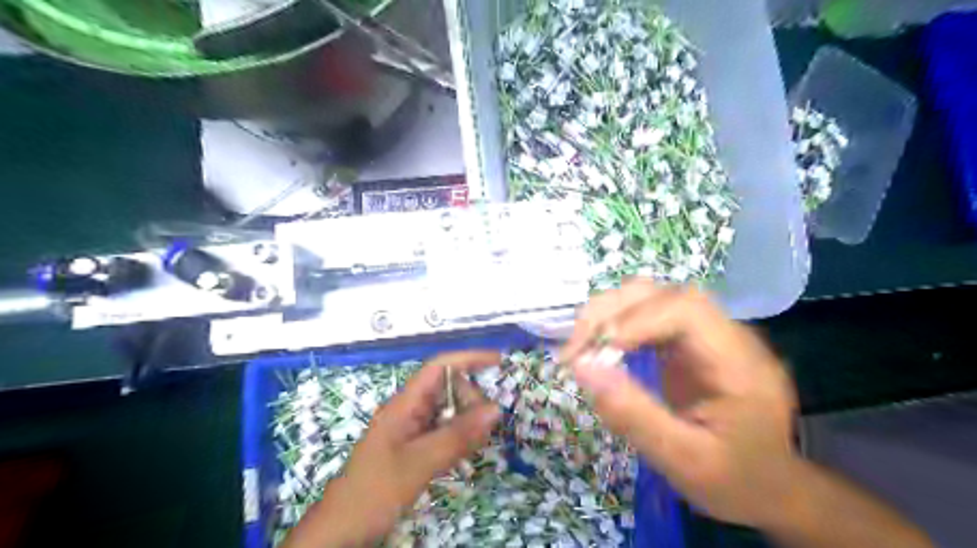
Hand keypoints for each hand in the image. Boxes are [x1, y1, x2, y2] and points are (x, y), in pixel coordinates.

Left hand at [278, 351, 498, 547]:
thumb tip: (496, 408)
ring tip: (483, 439)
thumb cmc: (374, 491)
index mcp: (405, 404)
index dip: (468, 359)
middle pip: (448, 389)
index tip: (498, 361)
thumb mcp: (419, 463)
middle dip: (472, 399)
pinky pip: (444, 432)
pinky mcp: (414, 448)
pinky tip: (469, 453)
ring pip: (448, 412)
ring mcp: (412, 430)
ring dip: (468, 420)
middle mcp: (409, 411)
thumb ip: (457, 436)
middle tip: (489, 425)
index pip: (439, 367)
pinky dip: (460, 438)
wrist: (342, 530)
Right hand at [561, 281, 797, 528]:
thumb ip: (634, 415)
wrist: (770, 486)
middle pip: (664, 294)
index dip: (636, 319)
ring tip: (579, 348)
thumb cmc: (735, 479)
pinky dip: (616, 324)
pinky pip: (648, 314)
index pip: (687, 310)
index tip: (597, 353)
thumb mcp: (684, 462)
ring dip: (608, 314)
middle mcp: (726, 334)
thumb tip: (582, 368)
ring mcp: (707, 333)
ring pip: (652, 296)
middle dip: (611, 313)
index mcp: (739, 363)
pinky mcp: (689, 339)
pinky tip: (599, 348)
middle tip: (574, 351)